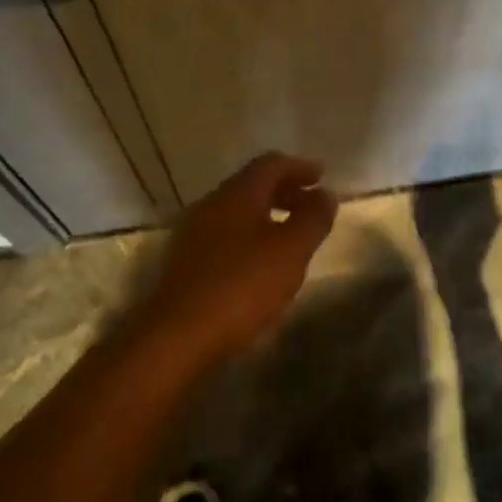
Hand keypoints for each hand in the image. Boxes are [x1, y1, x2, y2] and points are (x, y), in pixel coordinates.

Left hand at [139, 152, 338, 363]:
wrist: (175, 337)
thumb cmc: (240, 286)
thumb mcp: (290, 251)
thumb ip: (312, 219)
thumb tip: (326, 194)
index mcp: (238, 193)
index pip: (271, 163)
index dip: (299, 167)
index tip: (321, 176)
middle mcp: (212, 203)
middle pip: (253, 185)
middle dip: (285, 191)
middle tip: (310, 205)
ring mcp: (194, 233)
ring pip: (237, 211)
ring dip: (266, 215)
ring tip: (290, 235)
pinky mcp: (185, 262)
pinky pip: (225, 235)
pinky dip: (249, 236)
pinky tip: (260, 263)